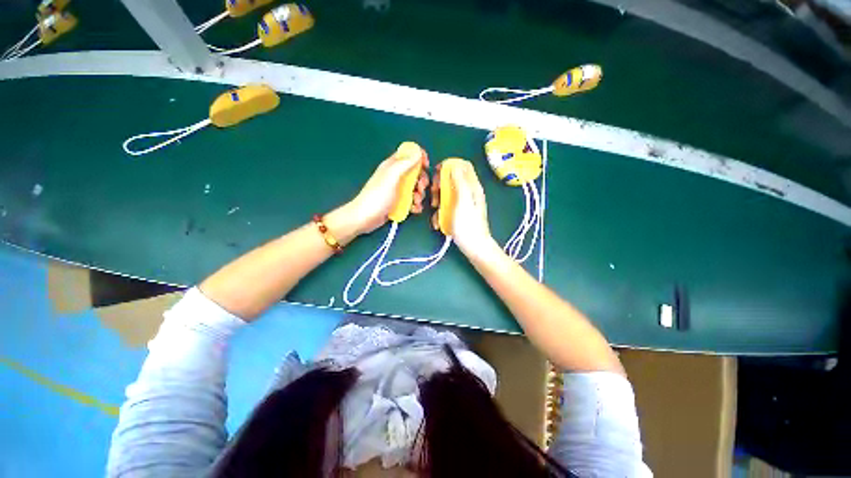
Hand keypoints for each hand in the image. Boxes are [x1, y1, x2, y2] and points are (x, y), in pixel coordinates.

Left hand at [347, 146, 429, 233]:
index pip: (408, 153)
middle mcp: (396, 176)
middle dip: (421, 180)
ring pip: (415, 188)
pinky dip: (415, 204)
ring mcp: (397, 190)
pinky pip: (412, 200)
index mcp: (393, 166)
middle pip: (416, 172)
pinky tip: (413, 209)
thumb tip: (417, 152)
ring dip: (419, 195)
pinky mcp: (399, 202)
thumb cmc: (377, 196)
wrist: (365, 218)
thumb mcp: (391, 177)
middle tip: (419, 187)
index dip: (419, 156)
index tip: (425, 165)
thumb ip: (404, 163)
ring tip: (416, 201)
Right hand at [431, 160, 497, 258]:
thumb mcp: (463, 201)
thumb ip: (459, 182)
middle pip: (453, 179)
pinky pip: (447, 206)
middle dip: (440, 184)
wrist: (474, 248)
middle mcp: (469, 192)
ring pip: (448, 193)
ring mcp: (463, 203)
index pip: (463, 166)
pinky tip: (438, 221)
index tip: (437, 172)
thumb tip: (454, 165)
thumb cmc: (468, 225)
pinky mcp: (458, 213)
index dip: (450, 165)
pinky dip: (441, 211)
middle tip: (434, 193)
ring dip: (438, 198)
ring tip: (434, 208)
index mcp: (473, 186)